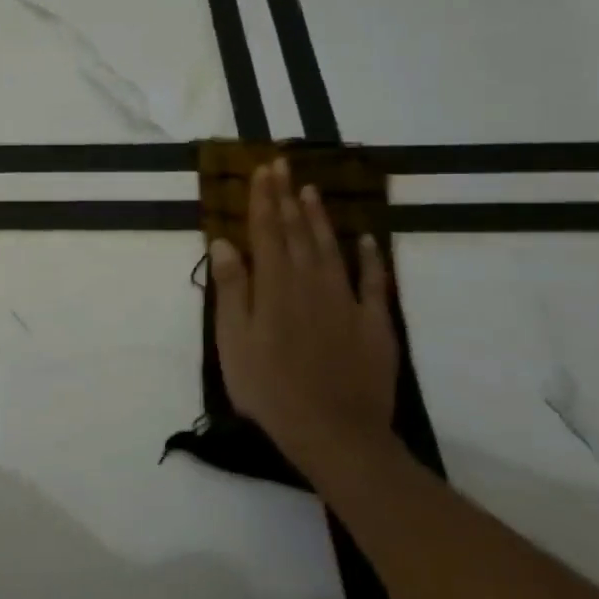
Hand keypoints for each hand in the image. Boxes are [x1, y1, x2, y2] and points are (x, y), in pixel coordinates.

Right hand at [210, 159, 398, 462]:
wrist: (335, 432)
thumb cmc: (269, 388)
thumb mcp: (234, 341)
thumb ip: (231, 290)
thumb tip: (223, 243)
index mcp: (275, 288)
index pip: (266, 233)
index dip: (263, 200)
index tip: (262, 170)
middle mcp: (311, 284)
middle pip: (297, 233)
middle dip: (287, 198)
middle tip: (283, 166)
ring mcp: (347, 303)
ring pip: (331, 250)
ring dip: (320, 219)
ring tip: (312, 191)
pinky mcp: (374, 324)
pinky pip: (374, 283)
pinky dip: (370, 259)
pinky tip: (366, 241)